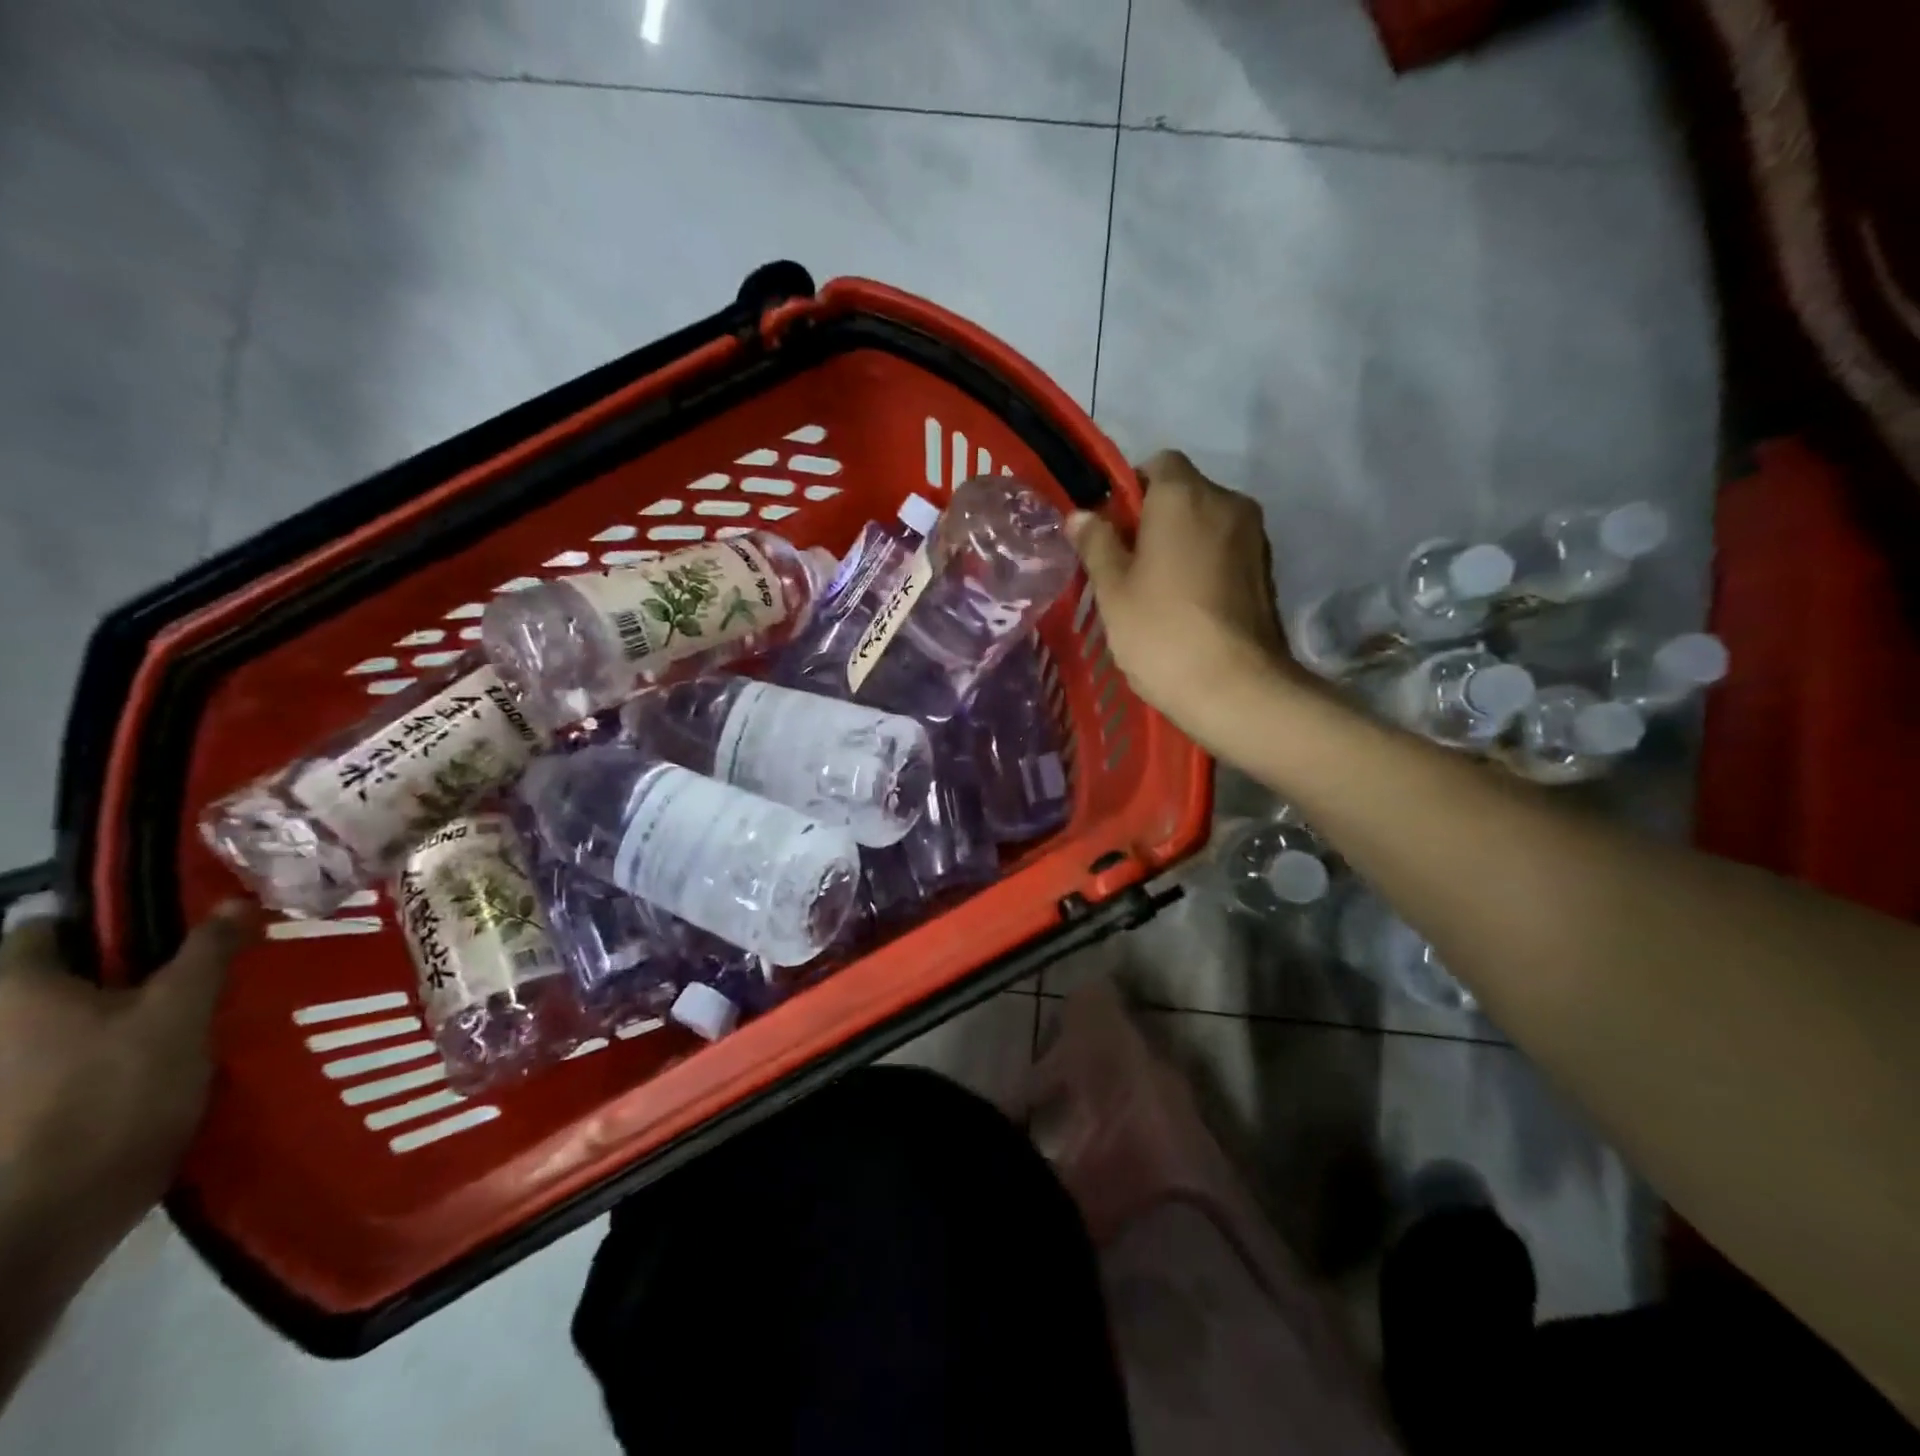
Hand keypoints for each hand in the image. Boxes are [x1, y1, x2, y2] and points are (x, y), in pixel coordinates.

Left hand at [0, 900, 257, 1248]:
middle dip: (137, 968)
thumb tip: (233, 899)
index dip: (113, 918)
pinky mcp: (24, 1112)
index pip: (50, 926)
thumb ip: (207, 952)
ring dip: (136, 1012)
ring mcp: (6, 1074)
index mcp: (16, 989)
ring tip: (203, 1014)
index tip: (178, 924)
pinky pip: (80, 1060)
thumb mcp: (180, 1010)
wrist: (51, 1214)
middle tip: (207, 966)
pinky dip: (124, 1052)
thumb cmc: (112, 1092)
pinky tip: (176, 1060)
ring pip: (80, 1021)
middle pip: (70, 976)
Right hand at [1068, 451, 1308, 751]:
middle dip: (1154, 519)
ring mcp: (1254, 537)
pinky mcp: (1267, 571)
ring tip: (1156, 591)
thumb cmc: (1161, 632)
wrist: (1235, 688)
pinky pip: (1225, 551)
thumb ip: (1096, 544)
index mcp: (1185, 496)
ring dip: (1181, 543)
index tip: (1111, 530)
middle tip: (1126, 566)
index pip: (1158, 463)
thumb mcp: (1113, 589)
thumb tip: (1081, 515)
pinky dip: (1204, 565)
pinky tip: (1186, 606)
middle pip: (1184, 493)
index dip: (1129, 489)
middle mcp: (1228, 503)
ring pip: (1206, 524)